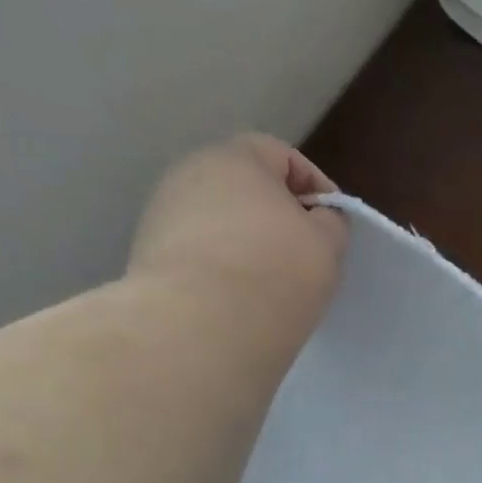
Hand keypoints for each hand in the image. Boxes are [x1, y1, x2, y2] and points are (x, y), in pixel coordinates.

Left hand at [127, 133, 348, 328]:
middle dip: (277, 218)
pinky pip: (199, 256)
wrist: (201, 327)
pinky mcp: (148, 258)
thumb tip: (317, 219)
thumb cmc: (276, 272)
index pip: (283, 156)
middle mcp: (190, 175)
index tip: (333, 225)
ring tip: (271, 286)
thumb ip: (329, 222)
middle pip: (245, 189)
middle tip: (305, 258)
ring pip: (219, 224)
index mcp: (235, 158)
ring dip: (246, 246)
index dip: (316, 186)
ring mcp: (162, 216)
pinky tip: (239, 302)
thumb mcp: (327, 245)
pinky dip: (221, 271)